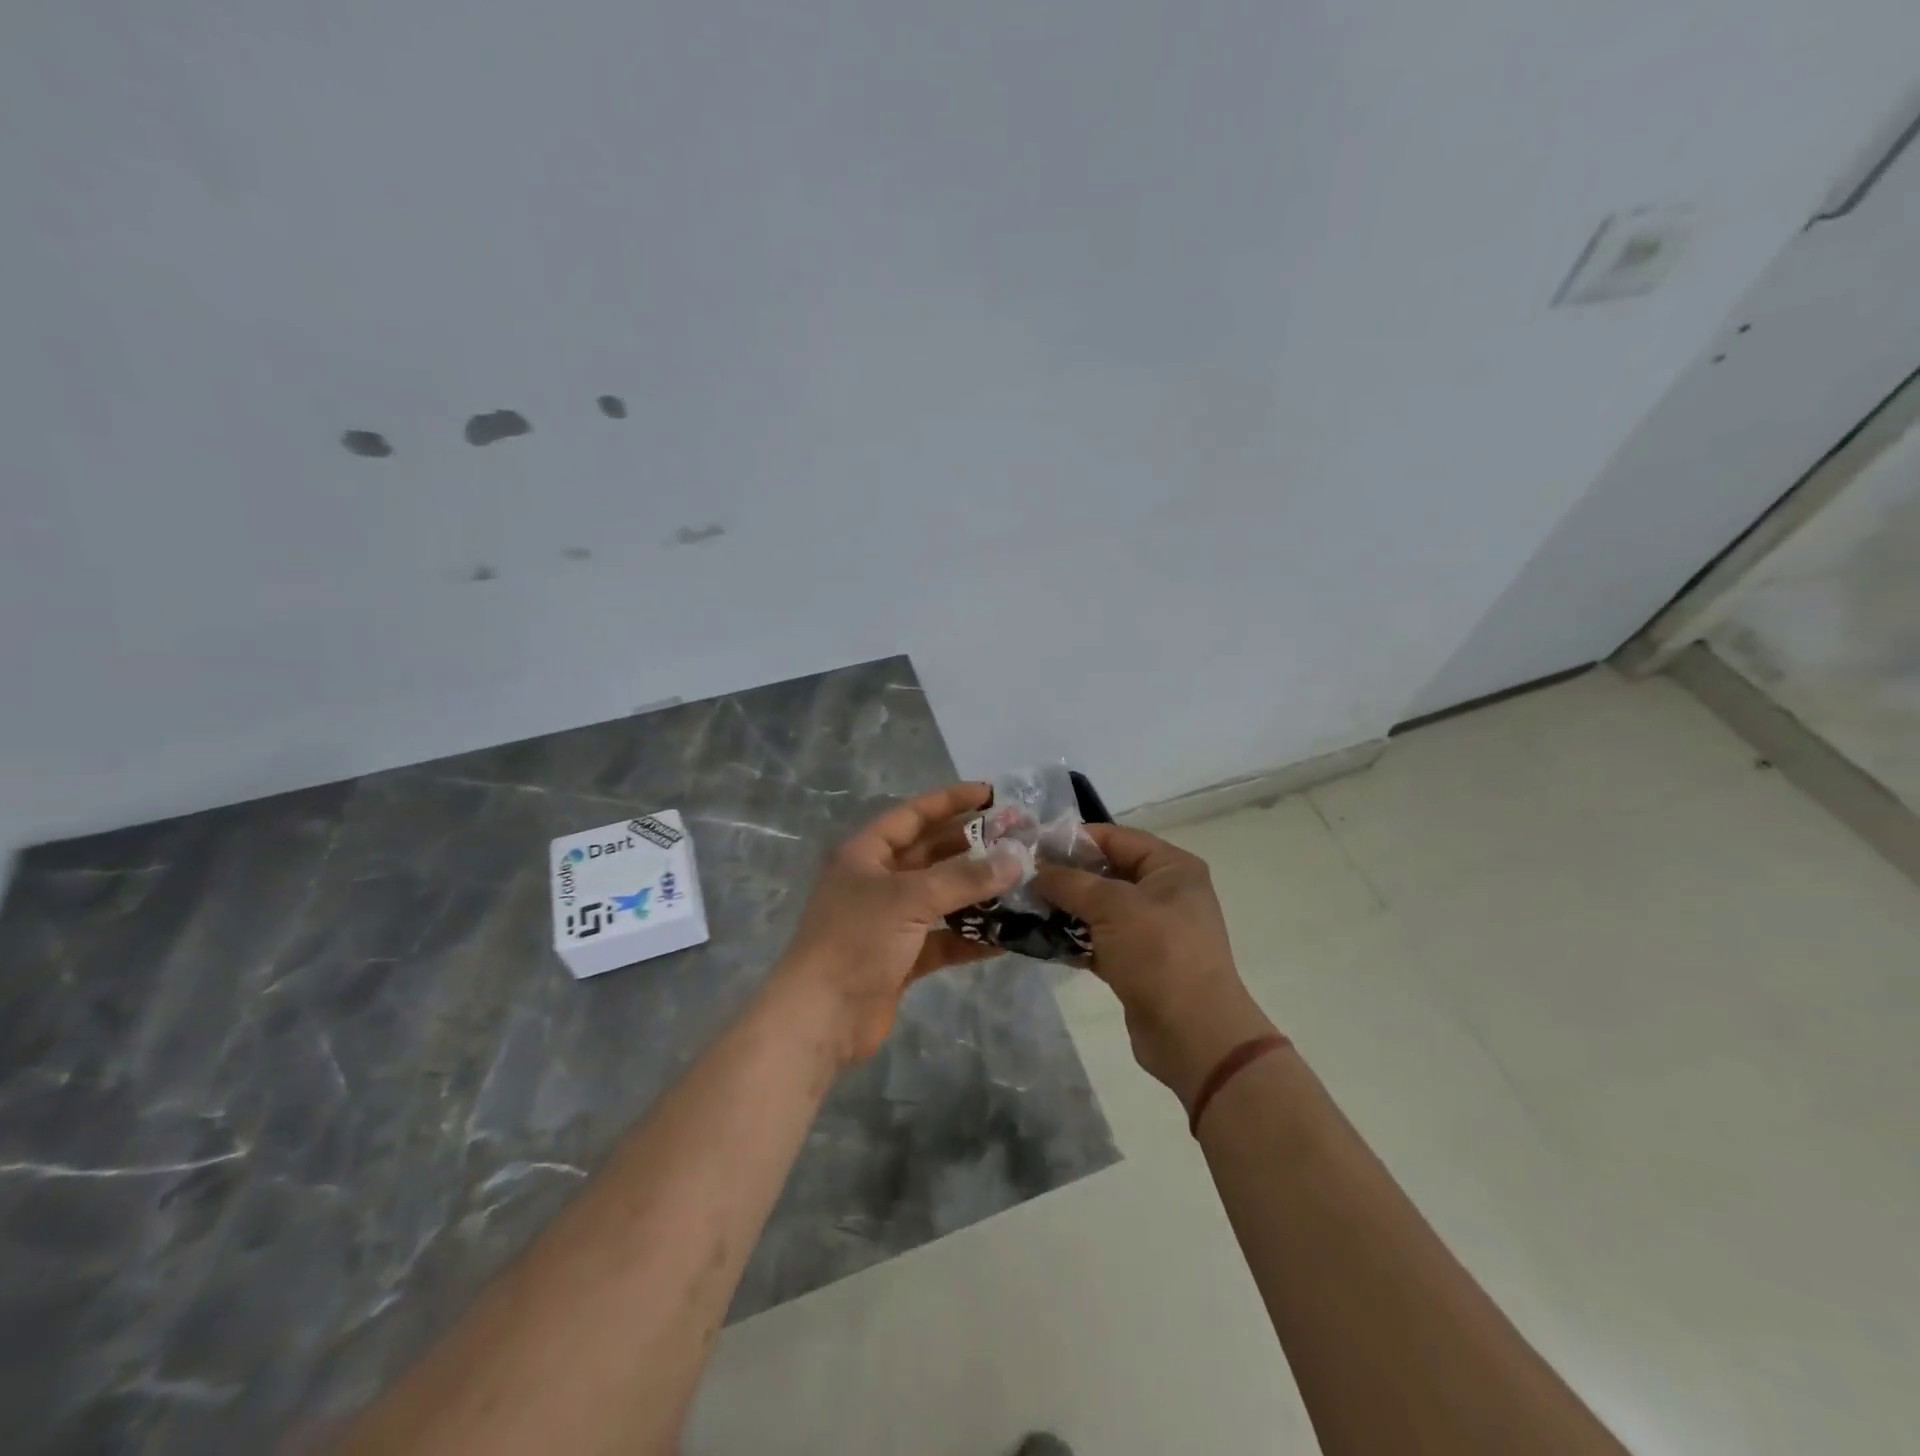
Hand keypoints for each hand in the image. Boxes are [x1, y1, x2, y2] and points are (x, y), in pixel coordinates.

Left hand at [776, 783, 1024, 1064]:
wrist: (821, 1018)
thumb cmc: (857, 940)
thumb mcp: (910, 899)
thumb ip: (964, 877)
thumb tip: (1016, 858)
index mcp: (866, 854)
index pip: (913, 815)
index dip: (950, 801)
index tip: (991, 794)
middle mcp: (877, 881)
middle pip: (930, 854)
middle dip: (971, 846)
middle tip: (1017, 841)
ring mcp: (889, 921)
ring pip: (940, 897)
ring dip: (976, 892)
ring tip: (1021, 883)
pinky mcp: (901, 957)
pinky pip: (943, 938)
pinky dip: (970, 937)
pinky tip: (1007, 936)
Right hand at [1035, 823, 1274, 1109]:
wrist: (1193, 1034)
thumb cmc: (1158, 953)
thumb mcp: (1111, 906)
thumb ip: (1069, 882)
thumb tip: (1034, 871)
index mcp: (1171, 867)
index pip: (1115, 838)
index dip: (1074, 839)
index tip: (1031, 846)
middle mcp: (1164, 892)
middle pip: (1105, 871)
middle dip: (1065, 875)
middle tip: (1021, 877)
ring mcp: (1151, 929)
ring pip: (1099, 907)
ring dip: (1065, 907)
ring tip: (1024, 906)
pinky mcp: (1137, 961)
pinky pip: (1099, 939)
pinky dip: (1074, 937)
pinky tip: (1041, 938)